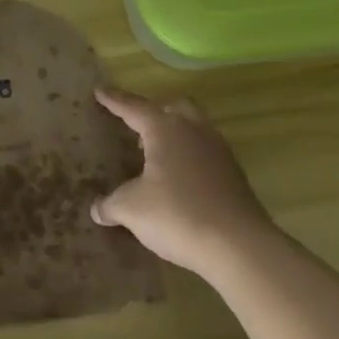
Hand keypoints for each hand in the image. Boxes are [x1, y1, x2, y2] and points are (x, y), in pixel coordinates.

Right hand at [91, 88, 274, 275]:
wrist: (240, 247)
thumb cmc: (178, 215)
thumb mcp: (131, 210)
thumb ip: (111, 204)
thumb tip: (97, 209)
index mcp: (166, 129)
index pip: (134, 107)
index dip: (114, 100)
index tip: (99, 90)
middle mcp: (194, 131)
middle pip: (174, 106)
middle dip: (155, 110)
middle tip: (137, 124)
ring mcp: (218, 152)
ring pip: (195, 127)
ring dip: (175, 134)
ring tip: (156, 154)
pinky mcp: (234, 175)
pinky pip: (206, 153)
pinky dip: (189, 157)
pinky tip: (179, 180)